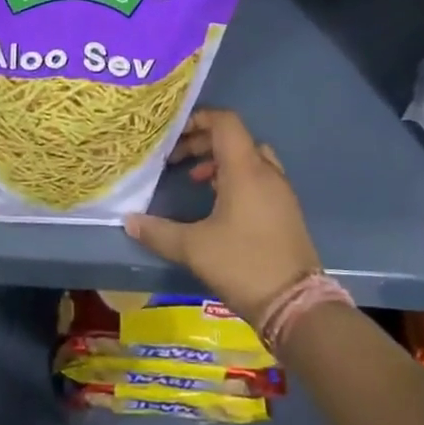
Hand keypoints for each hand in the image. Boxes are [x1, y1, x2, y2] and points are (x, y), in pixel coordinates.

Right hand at [122, 108, 319, 325]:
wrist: (294, 305)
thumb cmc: (242, 265)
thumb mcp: (193, 248)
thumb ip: (158, 231)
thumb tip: (129, 220)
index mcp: (246, 170)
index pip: (226, 122)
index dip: (199, 119)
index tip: (173, 135)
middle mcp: (267, 173)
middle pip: (235, 139)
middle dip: (203, 143)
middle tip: (176, 160)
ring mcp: (280, 192)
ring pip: (249, 159)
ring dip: (221, 161)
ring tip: (195, 180)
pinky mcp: (285, 211)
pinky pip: (259, 178)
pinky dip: (236, 178)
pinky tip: (218, 204)